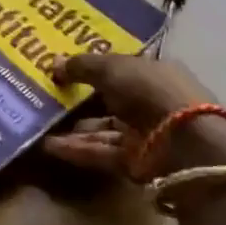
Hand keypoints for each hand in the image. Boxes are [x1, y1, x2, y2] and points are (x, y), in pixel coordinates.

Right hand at [41, 53, 225, 175]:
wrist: (186, 143)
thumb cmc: (151, 92)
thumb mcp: (113, 68)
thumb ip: (83, 66)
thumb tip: (54, 63)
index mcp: (154, 72)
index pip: (120, 68)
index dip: (92, 68)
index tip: (63, 69)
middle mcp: (151, 101)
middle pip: (110, 100)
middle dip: (79, 100)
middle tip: (45, 98)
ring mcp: (145, 133)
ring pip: (103, 128)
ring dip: (73, 129)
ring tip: (39, 125)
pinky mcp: (137, 162)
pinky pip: (102, 152)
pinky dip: (78, 149)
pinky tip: (48, 146)